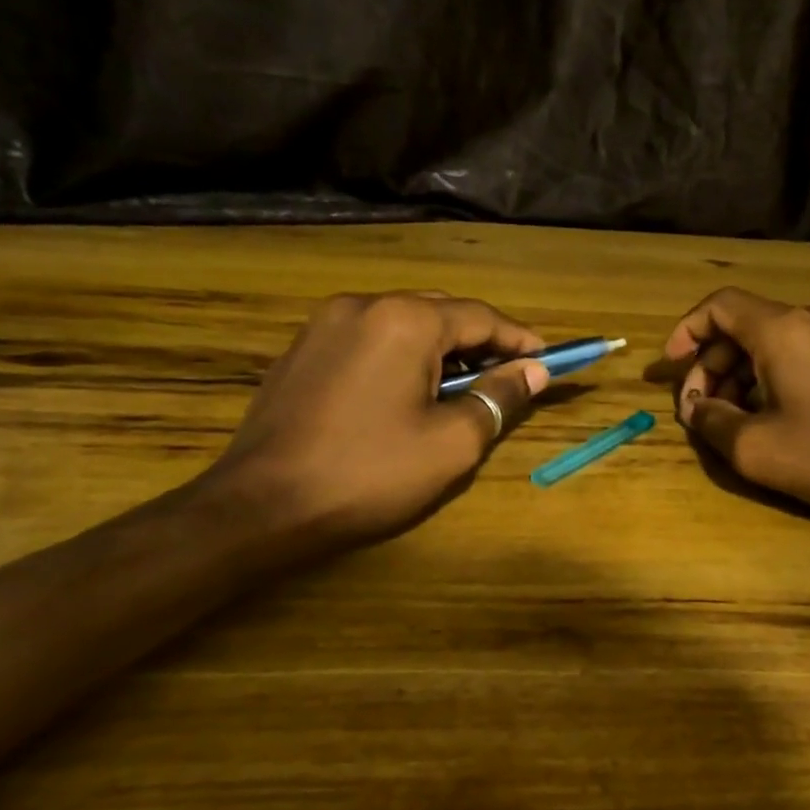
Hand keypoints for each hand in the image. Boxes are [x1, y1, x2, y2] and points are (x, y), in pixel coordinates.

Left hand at [206, 292, 550, 547]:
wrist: (261, 506)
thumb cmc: (368, 474)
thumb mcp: (452, 442)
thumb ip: (498, 398)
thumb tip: (534, 372)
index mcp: (405, 320)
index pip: (481, 317)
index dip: (520, 340)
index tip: (548, 362)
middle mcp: (363, 304)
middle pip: (441, 313)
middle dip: (479, 344)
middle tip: (506, 379)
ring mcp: (324, 324)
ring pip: (402, 324)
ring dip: (439, 350)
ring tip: (458, 391)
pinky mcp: (301, 350)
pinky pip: (367, 340)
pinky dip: (399, 357)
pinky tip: (404, 394)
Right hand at [663, 288, 809, 519]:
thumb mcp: (755, 448)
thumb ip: (712, 422)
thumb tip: (696, 410)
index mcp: (783, 329)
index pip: (719, 305)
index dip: (686, 331)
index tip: (670, 366)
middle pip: (744, 327)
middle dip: (711, 365)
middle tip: (699, 408)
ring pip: (773, 343)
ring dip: (741, 375)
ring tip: (732, 420)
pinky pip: (803, 356)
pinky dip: (773, 378)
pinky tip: (774, 418)